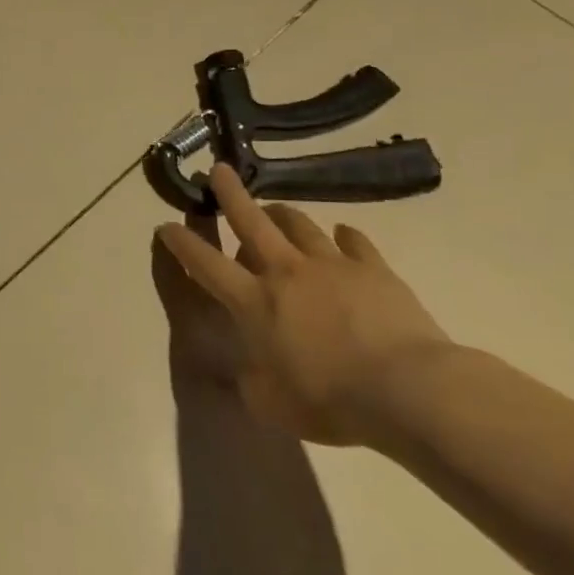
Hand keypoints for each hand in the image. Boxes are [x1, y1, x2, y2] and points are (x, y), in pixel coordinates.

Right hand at [155, 164, 452, 445]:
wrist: (408, 389)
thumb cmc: (329, 400)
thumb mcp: (271, 404)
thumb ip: (250, 381)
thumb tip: (245, 371)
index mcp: (252, 302)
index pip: (205, 264)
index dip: (181, 243)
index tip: (165, 225)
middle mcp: (284, 272)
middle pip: (250, 221)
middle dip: (230, 194)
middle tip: (219, 170)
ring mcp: (331, 265)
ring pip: (299, 224)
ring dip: (282, 213)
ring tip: (275, 209)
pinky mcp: (373, 268)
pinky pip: (354, 241)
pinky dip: (343, 236)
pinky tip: (342, 235)